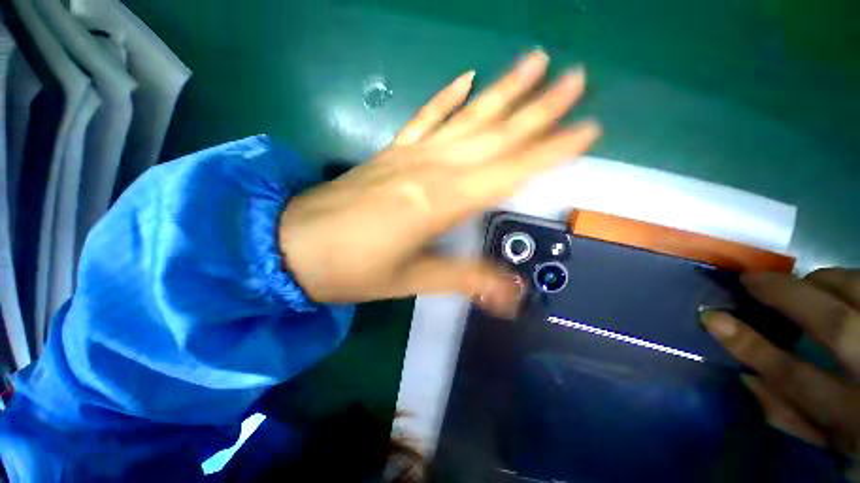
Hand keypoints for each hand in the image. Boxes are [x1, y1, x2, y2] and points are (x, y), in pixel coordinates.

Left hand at [279, 50, 600, 315]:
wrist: (293, 248)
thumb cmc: (352, 269)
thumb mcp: (411, 280)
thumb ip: (464, 279)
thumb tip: (510, 295)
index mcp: (440, 202)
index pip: (510, 170)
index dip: (551, 151)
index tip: (587, 128)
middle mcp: (430, 169)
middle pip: (496, 134)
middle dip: (539, 107)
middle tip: (576, 77)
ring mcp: (408, 154)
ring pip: (466, 117)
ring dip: (503, 90)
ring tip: (534, 62)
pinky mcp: (390, 152)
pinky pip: (425, 118)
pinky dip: (447, 97)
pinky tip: (465, 78)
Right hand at [702, 268, 859, 462]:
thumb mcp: (831, 443)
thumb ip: (794, 417)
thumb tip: (746, 377)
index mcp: (855, 417)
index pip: (795, 376)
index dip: (752, 346)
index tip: (713, 319)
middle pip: (836, 325)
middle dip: (789, 296)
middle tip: (754, 279)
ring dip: (826, 281)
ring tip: (804, 282)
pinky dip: (851, 282)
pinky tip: (838, 286)